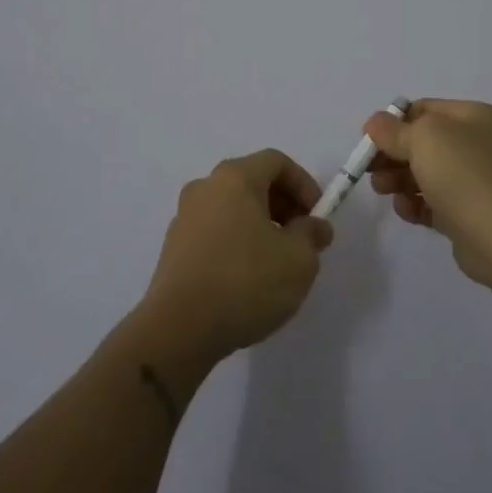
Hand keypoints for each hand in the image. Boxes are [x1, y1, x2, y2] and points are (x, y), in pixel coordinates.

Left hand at [140, 149, 332, 362]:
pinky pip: (215, 232)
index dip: (304, 184)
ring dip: (260, 226)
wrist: (178, 330)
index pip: (276, 162)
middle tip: (302, 240)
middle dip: (284, 206)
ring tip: (277, 263)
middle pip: (253, 182)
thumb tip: (314, 226)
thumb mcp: (298, 259)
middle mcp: (205, 187)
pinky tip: (247, 280)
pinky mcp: (174, 249)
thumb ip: (312, 235)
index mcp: (234, 177)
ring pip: (233, 209)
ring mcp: (184, 217)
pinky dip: (237, 243)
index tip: (317, 217)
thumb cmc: (245, 282)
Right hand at [365, 99, 491, 290]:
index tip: (369, 140)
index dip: (394, 122)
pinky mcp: (469, 215)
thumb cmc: (464, 174)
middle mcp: (477, 144)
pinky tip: (405, 210)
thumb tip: (375, 122)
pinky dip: (416, 204)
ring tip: (382, 190)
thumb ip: (393, 130)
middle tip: (369, 170)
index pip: (424, 110)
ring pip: (425, 174)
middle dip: (392, 155)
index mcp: (473, 117)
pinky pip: (434, 203)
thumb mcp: (423, 138)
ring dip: (399, 180)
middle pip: (422, 143)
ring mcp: (475, 181)